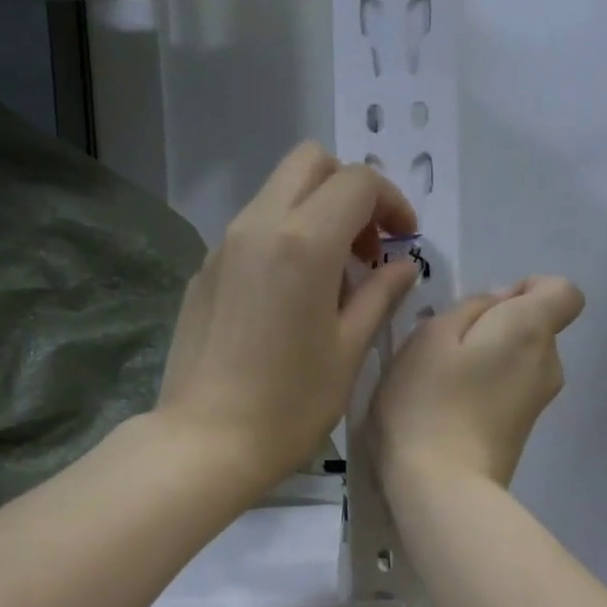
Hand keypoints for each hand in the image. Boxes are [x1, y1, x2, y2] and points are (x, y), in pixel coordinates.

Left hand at [155, 142, 420, 487]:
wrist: (207, 442)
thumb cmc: (289, 406)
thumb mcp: (348, 353)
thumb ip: (378, 297)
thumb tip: (401, 266)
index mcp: (303, 242)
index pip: (357, 183)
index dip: (391, 203)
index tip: (403, 243)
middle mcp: (257, 226)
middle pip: (309, 164)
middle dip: (349, 191)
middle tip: (366, 248)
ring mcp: (223, 247)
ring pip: (276, 194)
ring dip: (314, 214)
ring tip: (332, 280)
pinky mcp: (203, 273)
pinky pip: (250, 231)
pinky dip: (282, 240)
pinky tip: (290, 299)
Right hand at [371, 276, 585, 489]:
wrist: (441, 488)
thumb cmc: (428, 404)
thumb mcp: (429, 337)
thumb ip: (468, 307)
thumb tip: (497, 306)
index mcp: (531, 330)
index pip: (563, 292)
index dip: (528, 289)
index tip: (486, 310)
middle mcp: (548, 364)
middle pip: (534, 329)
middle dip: (497, 329)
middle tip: (446, 351)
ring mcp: (537, 404)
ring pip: (518, 364)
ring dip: (487, 363)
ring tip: (441, 385)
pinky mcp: (521, 435)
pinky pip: (508, 394)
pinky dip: (485, 393)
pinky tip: (448, 412)